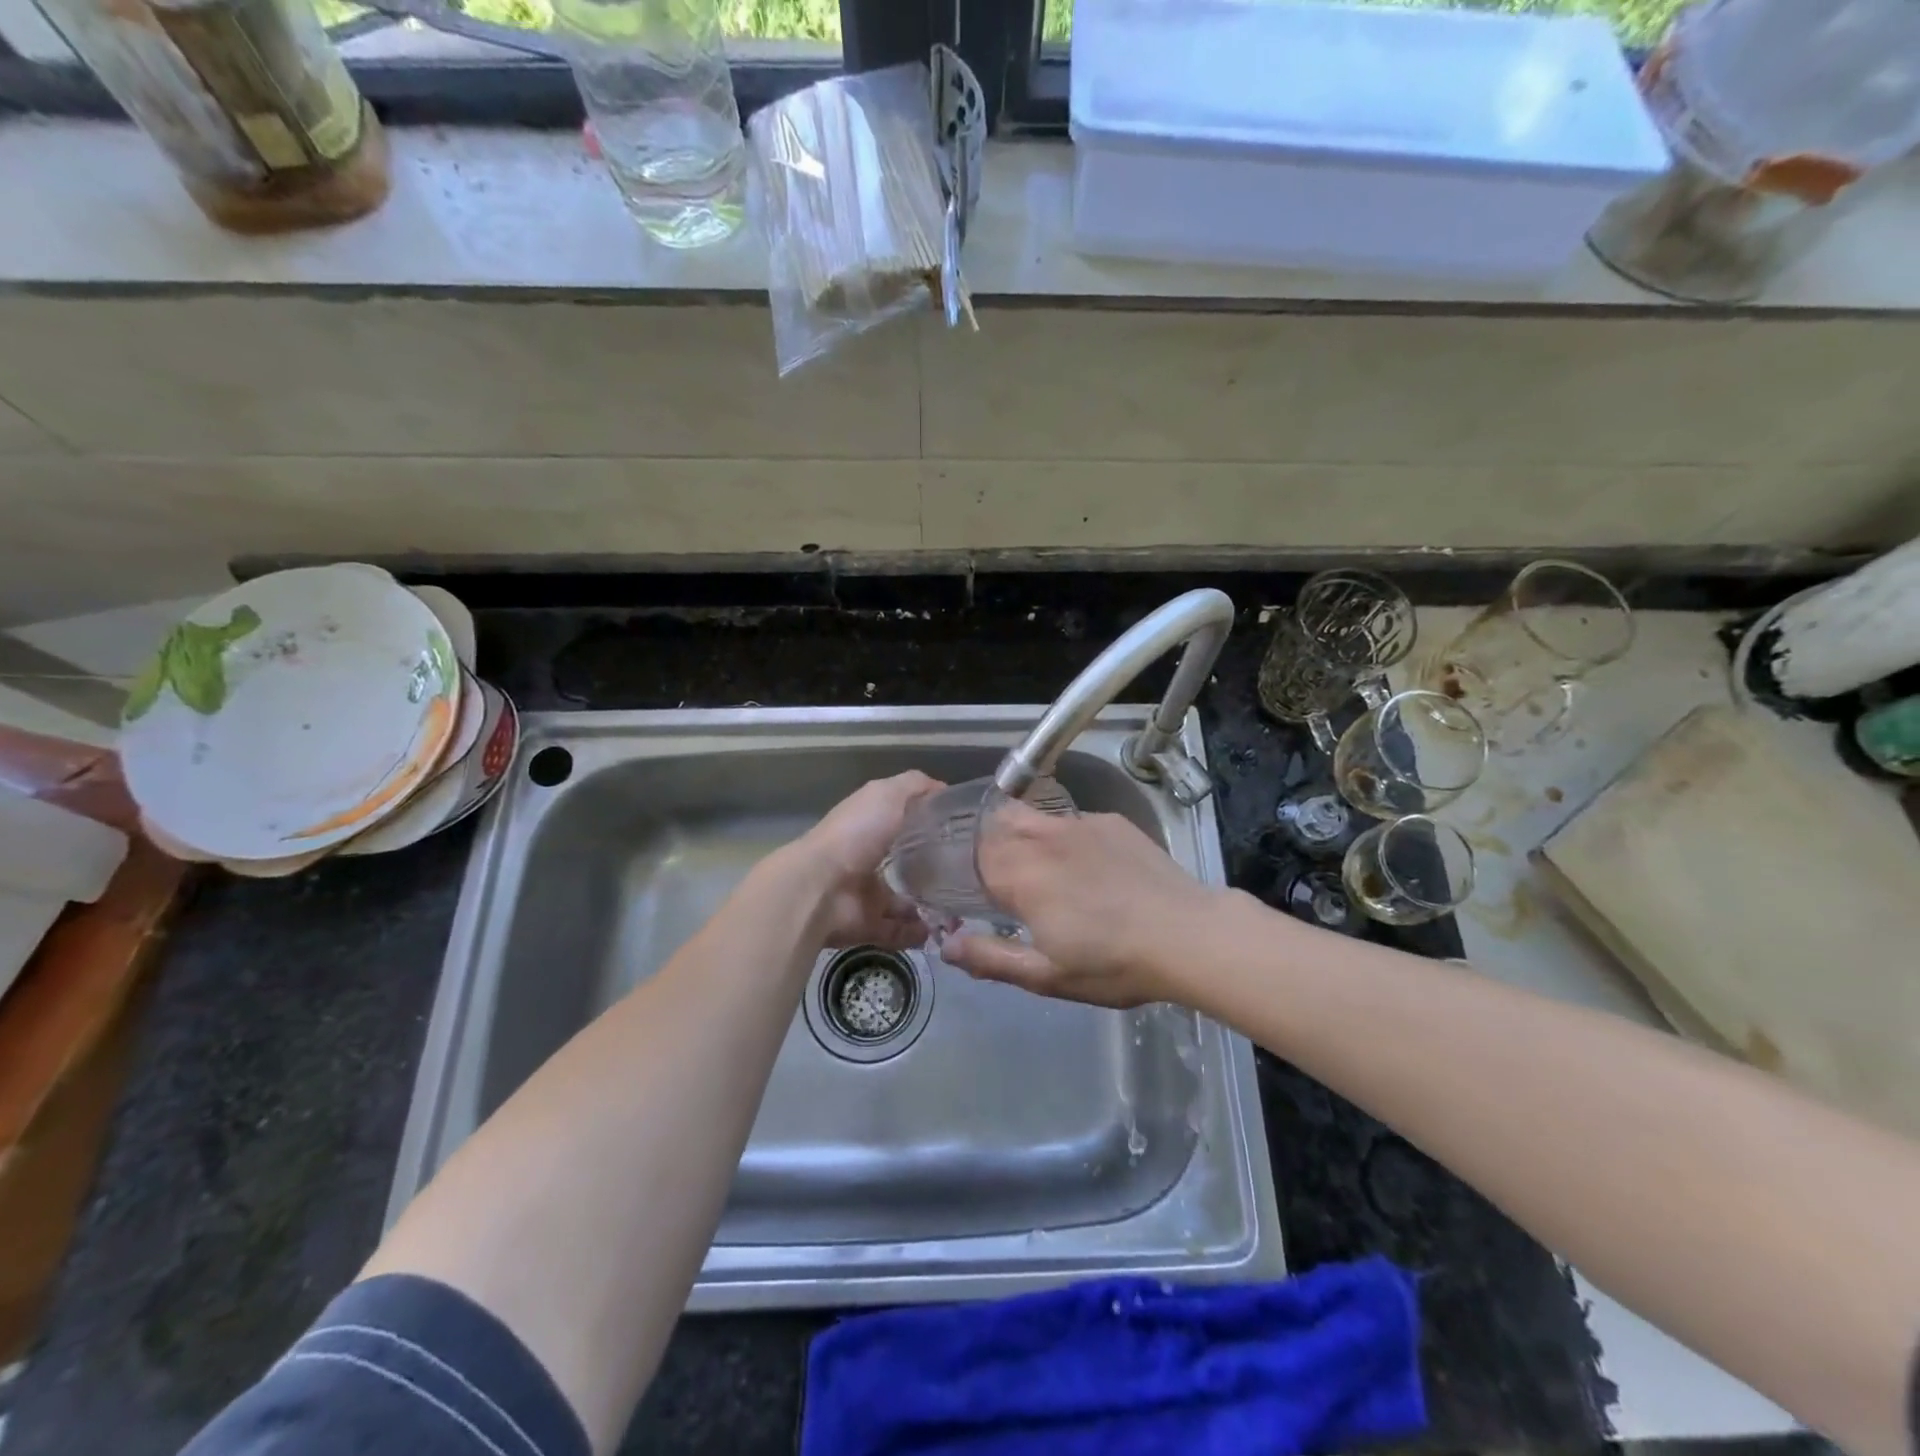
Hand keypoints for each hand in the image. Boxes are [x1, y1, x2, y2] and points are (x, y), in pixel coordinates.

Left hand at [792, 771, 943, 950]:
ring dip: (930, 906)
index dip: (929, 824)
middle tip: (968, 875)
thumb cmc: (856, 834)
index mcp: (870, 826)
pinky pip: (898, 931)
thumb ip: (915, 786)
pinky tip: (940, 930)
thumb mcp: (887, 794)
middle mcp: (867, 859)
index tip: (961, 831)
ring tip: (960, 907)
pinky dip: (917, 933)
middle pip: (905, 864)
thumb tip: (943, 790)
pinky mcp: (868, 925)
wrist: (819, 888)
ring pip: (904, 901)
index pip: (903, 822)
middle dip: (934, 871)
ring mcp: (866, 895)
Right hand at [939, 805, 1222, 1007]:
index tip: (967, 889)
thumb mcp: (1047, 976)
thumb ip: (991, 958)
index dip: (962, 868)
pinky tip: (1086, 866)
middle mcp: (1042, 838)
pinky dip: (1063, 838)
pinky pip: (1071, 822)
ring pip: (1032, 817)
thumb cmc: (1113, 963)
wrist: (1188, 934)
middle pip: (995, 824)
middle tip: (997, 879)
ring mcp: (1079, 824)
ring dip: (1022, 836)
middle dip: (987, 845)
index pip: (970, 854)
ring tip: (1038, 868)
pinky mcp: (1110, 821)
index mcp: (1019, 874)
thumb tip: (946, 945)